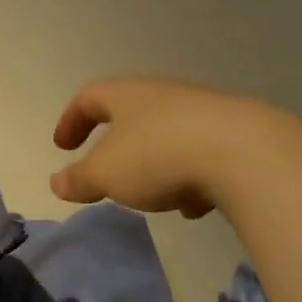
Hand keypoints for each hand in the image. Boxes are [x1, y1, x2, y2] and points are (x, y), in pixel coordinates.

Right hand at [50, 78, 282, 217]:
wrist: (244, 153)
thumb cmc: (158, 156)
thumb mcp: (107, 174)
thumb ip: (80, 179)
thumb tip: (57, 182)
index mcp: (128, 96)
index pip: (90, 97)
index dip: (72, 120)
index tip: (62, 146)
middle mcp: (165, 96)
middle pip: (132, 113)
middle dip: (117, 145)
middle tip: (106, 171)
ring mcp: (203, 113)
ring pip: (168, 135)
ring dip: (154, 163)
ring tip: (152, 196)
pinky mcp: (235, 136)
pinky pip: (201, 154)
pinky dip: (189, 177)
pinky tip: (195, 205)